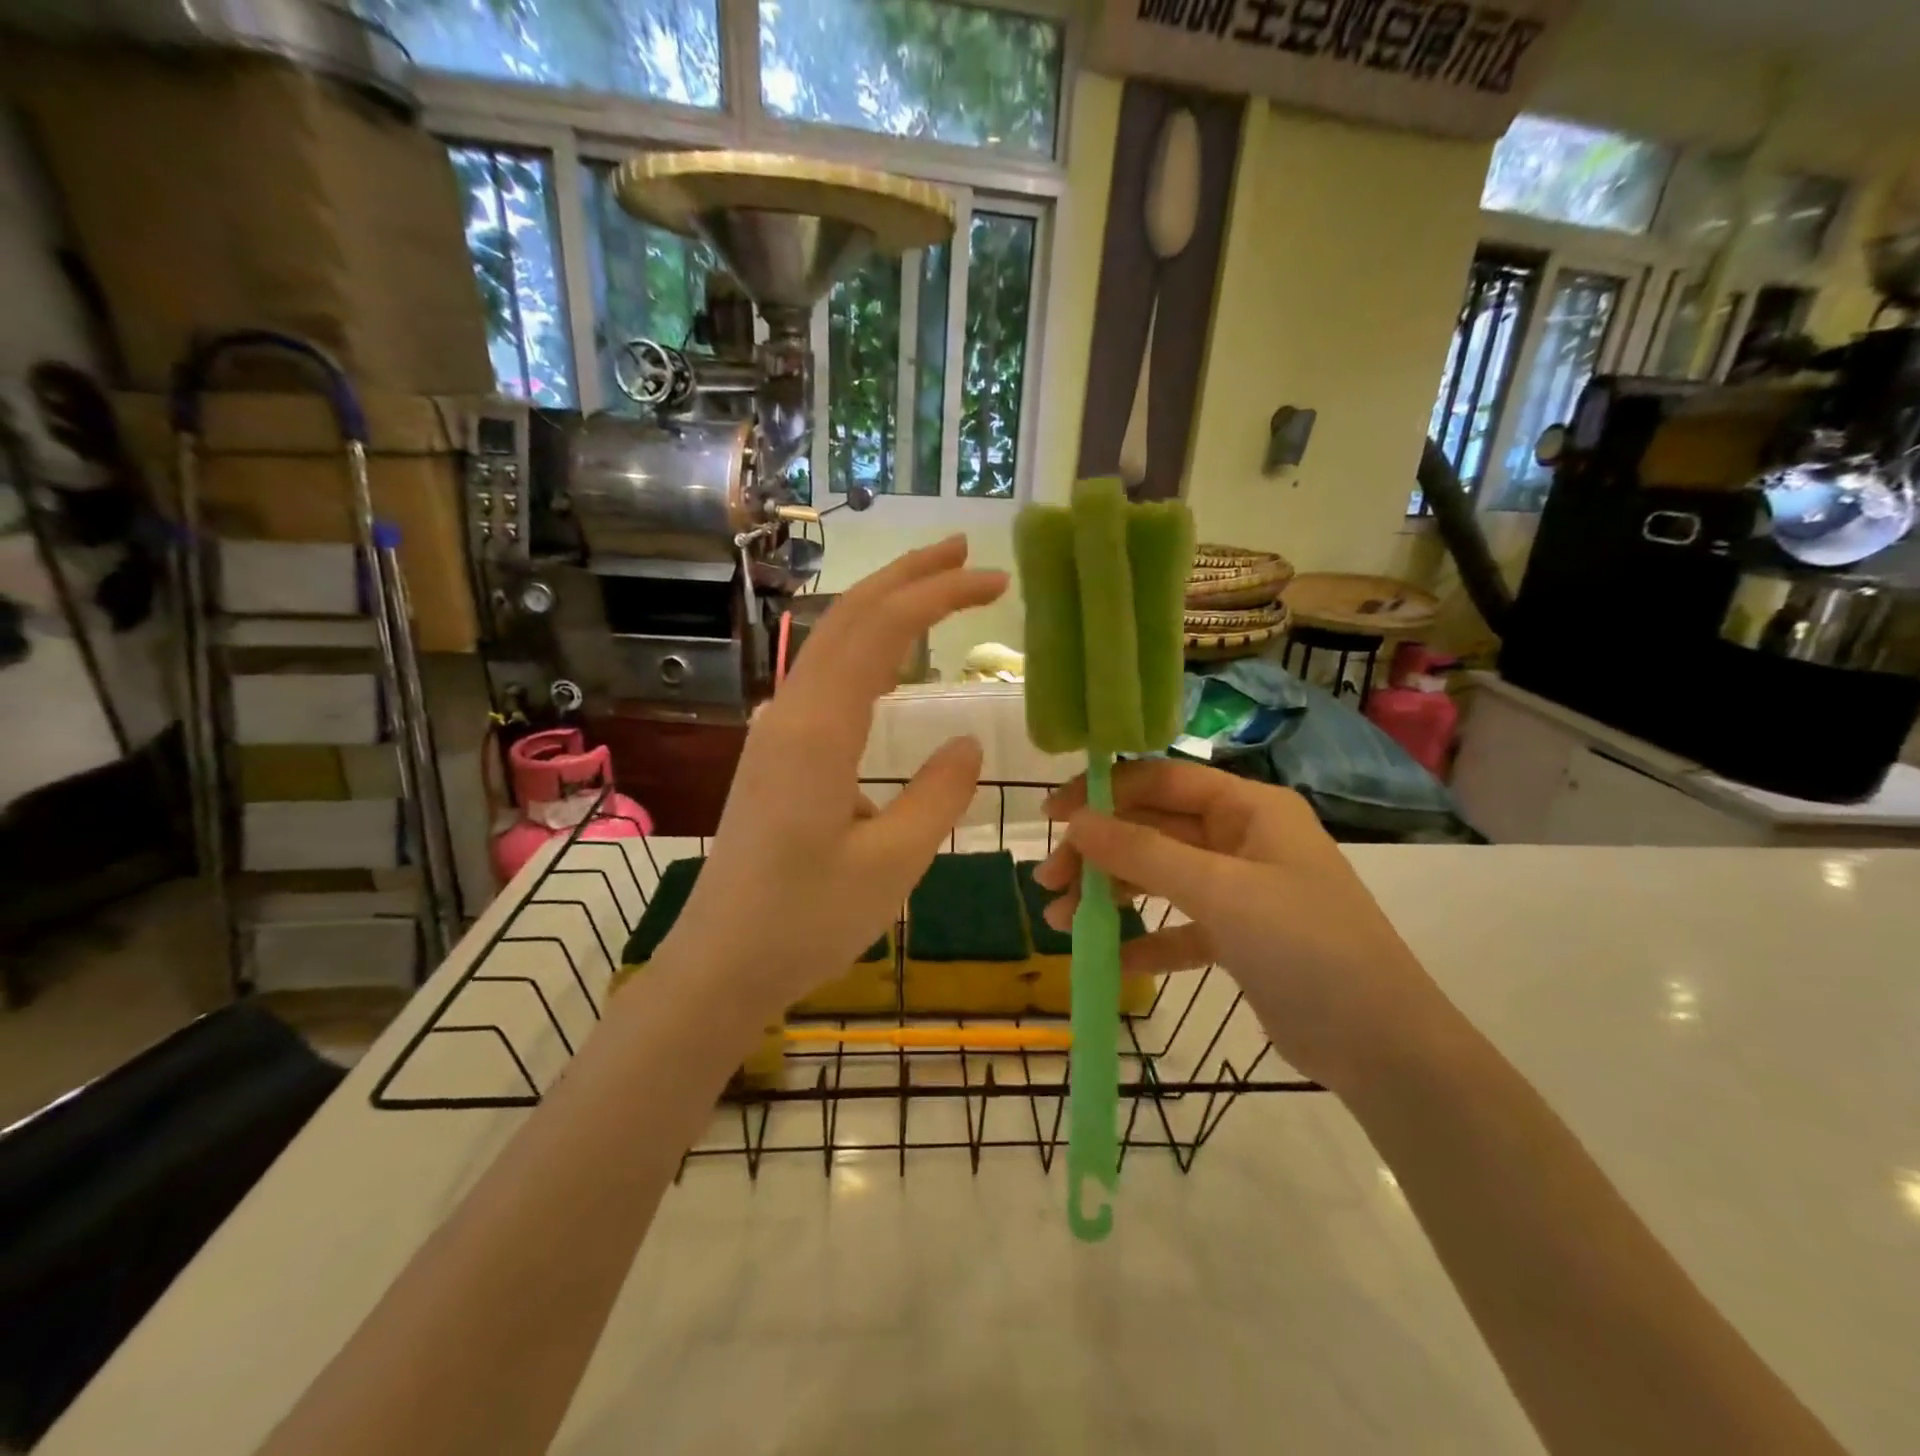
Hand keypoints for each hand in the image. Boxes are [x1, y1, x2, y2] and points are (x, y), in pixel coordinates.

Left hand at [660, 536, 1007, 1022]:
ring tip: (936, 587)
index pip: (883, 631)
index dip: (940, 595)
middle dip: (908, 576)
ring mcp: (777, 732)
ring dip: (885, 606)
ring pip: (832, 644)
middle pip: (849, 617)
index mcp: (819, 731)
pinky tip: (891, 663)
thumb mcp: (893, 864)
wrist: (721, 963)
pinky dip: (867, 649)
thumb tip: (965, 743)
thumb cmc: (807, 921)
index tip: (995, 581)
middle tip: (964, 551)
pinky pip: (825, 680)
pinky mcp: (775, 754)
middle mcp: (791, 714)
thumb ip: (938, 795)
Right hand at [1035, 759, 1444, 1091]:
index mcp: (1248, 808)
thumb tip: (1076, 822)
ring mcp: (1241, 888)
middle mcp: (1242, 838)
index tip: (1053, 818)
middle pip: (1153, 829)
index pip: (1160, 781)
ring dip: (1113, 894)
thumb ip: (1144, 853)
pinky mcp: (1240, 937)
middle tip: (1049, 882)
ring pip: (1160, 876)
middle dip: (1099, 852)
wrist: (1385, 1048)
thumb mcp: (1221, 892)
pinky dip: (1146, 938)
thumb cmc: (1307, 947)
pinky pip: (1179, 926)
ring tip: (1063, 922)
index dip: (1103, 792)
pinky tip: (1112, 958)